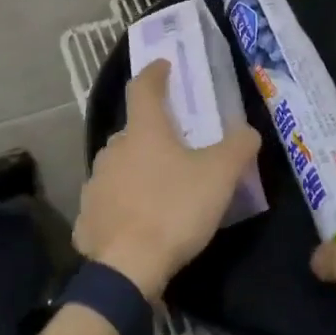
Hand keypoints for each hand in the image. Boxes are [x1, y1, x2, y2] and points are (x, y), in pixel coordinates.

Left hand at [74, 60, 261, 298]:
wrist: (129, 267)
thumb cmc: (175, 209)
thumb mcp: (220, 176)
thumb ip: (238, 147)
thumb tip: (248, 130)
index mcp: (143, 131)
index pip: (143, 88)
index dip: (154, 74)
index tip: (163, 66)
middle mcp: (113, 150)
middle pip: (132, 132)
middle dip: (151, 133)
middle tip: (174, 146)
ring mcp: (95, 184)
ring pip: (118, 167)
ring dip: (135, 170)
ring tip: (157, 188)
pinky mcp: (87, 218)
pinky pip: (107, 204)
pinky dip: (121, 206)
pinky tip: (135, 224)